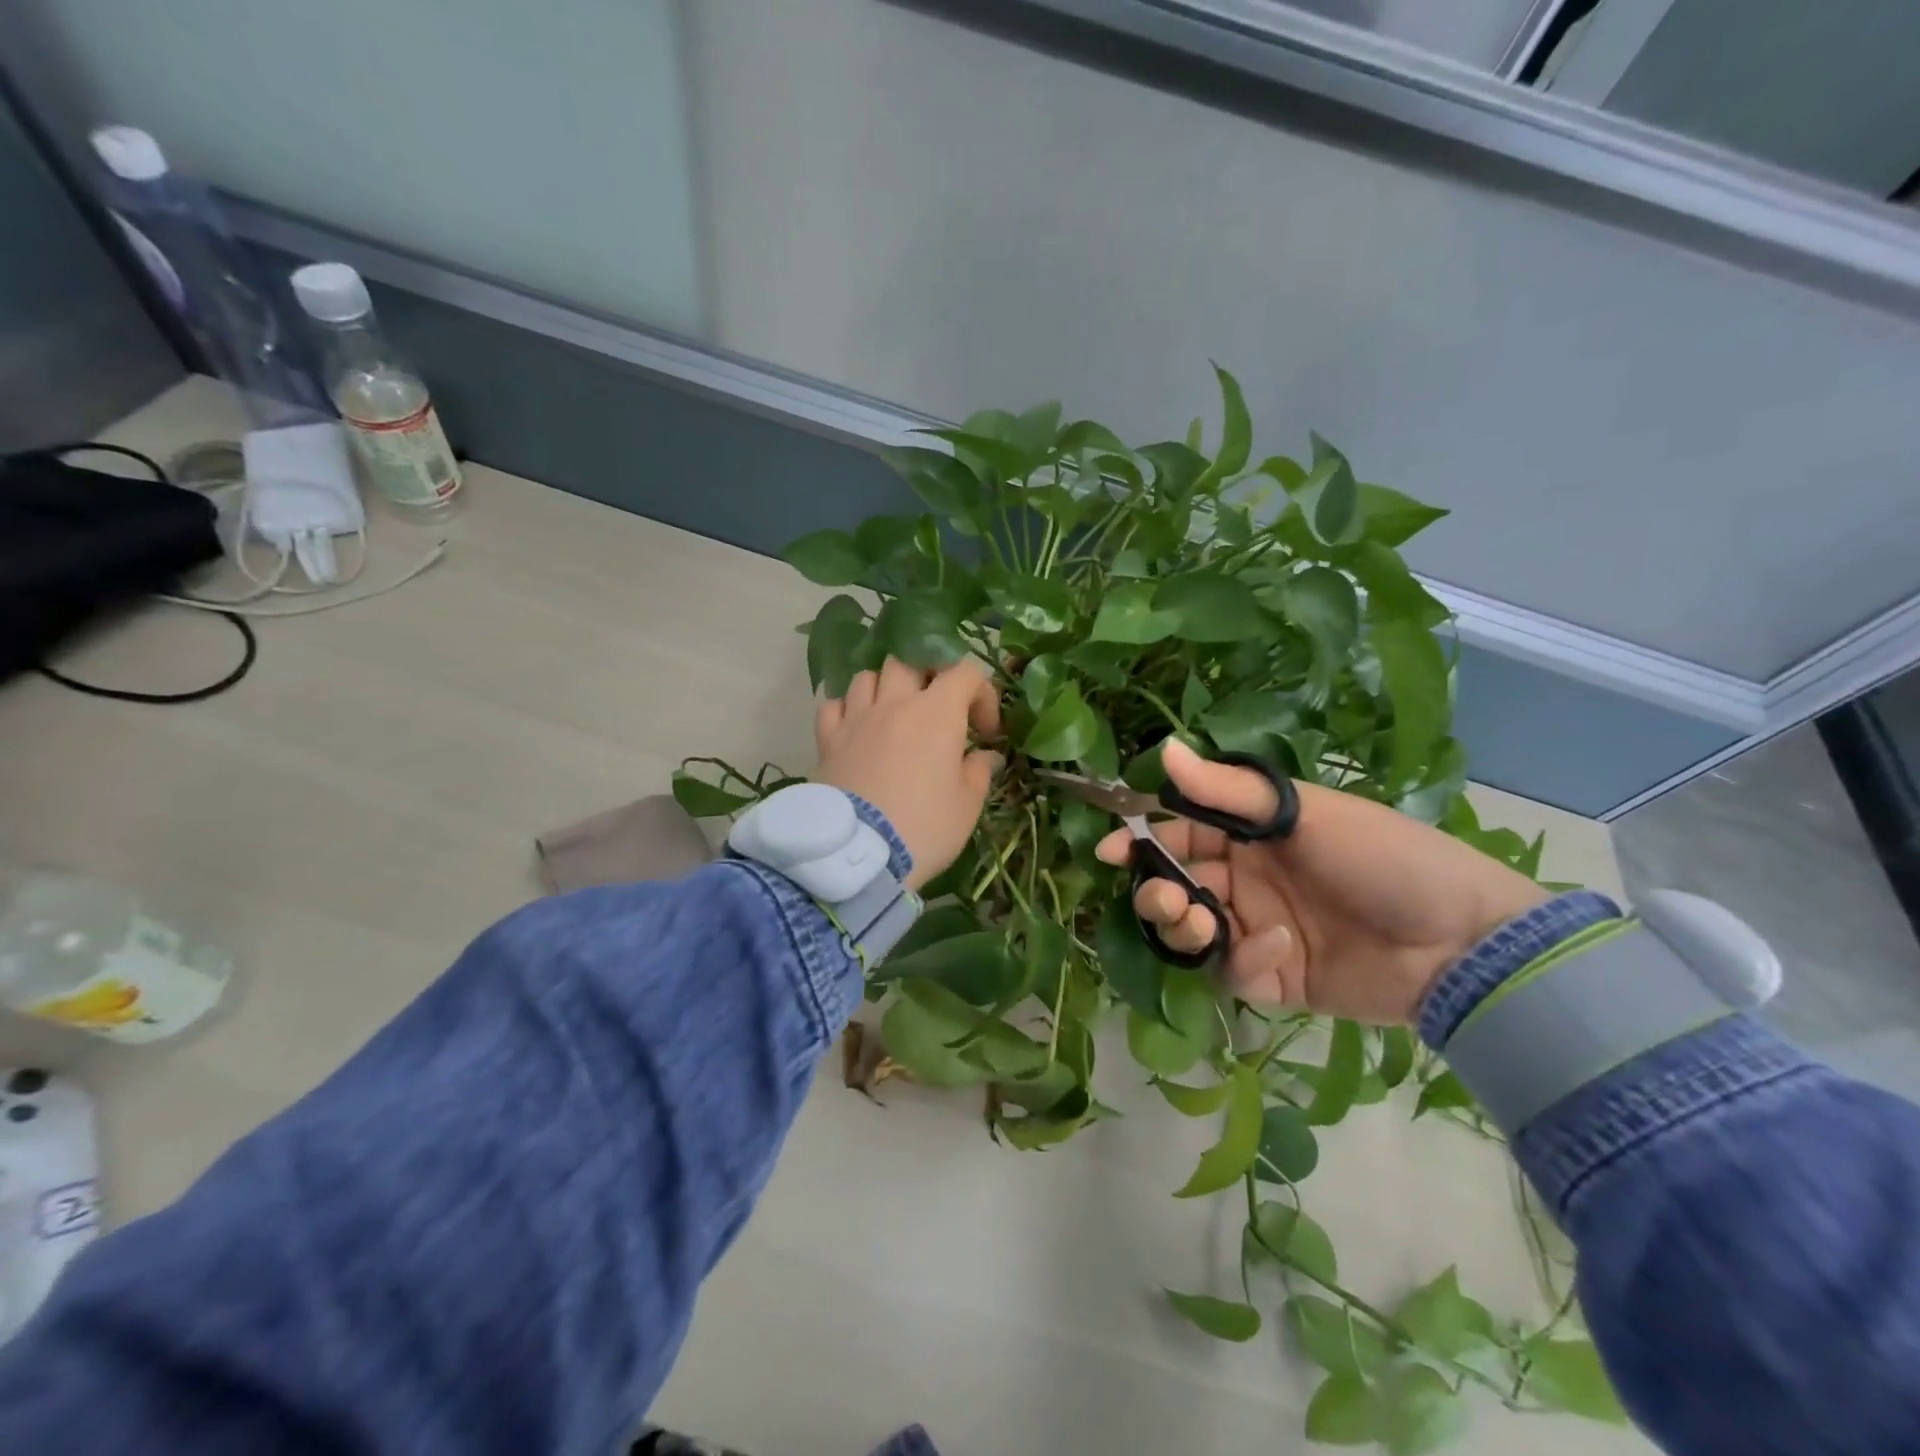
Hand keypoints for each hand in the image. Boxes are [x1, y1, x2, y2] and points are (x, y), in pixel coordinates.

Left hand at [814, 658, 1003, 890]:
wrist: (859, 855)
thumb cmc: (924, 827)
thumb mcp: (967, 805)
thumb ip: (979, 771)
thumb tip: (984, 756)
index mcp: (937, 712)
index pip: (965, 672)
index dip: (982, 694)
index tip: (985, 732)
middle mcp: (894, 703)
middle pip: (910, 661)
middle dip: (929, 677)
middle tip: (937, 709)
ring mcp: (856, 718)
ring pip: (868, 676)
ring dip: (885, 688)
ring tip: (894, 715)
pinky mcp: (827, 740)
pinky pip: (833, 706)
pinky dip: (847, 710)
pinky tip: (856, 728)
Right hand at [1096, 740, 1548, 1023]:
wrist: (1463, 943)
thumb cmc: (1381, 858)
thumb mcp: (1304, 813)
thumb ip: (1227, 790)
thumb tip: (1162, 750)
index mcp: (1252, 836)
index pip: (1180, 834)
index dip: (1141, 842)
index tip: (1108, 851)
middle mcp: (1249, 881)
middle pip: (1178, 886)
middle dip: (1159, 892)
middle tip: (1168, 899)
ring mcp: (1260, 931)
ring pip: (1194, 932)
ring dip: (1186, 927)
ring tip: (1201, 923)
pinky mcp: (1277, 979)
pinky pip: (1236, 972)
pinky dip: (1246, 962)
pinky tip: (1279, 951)